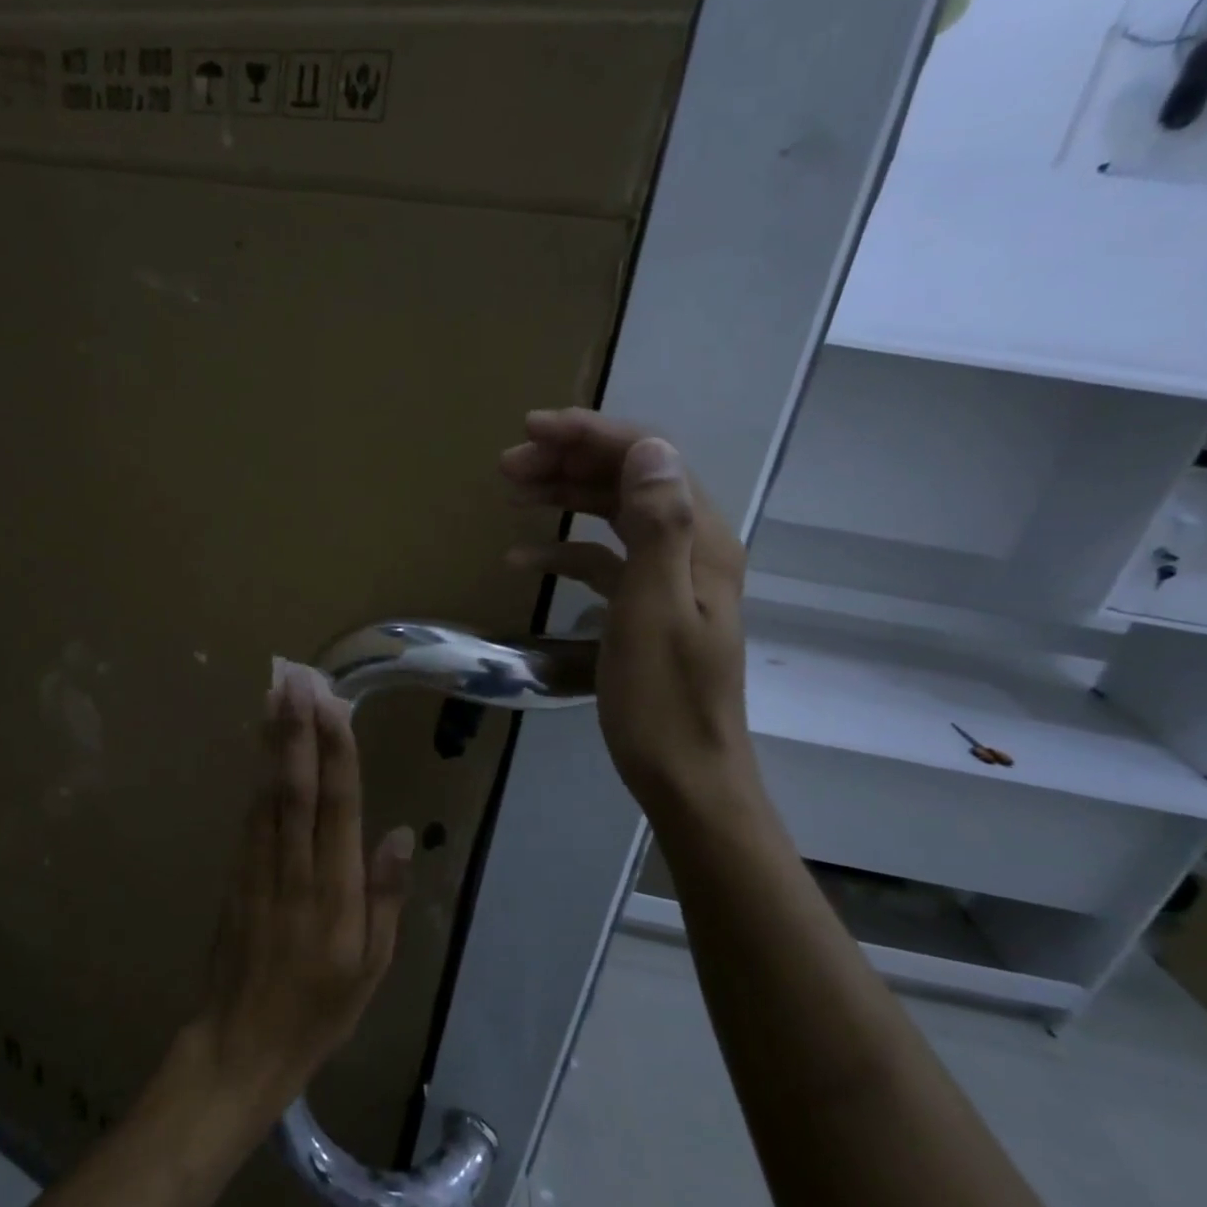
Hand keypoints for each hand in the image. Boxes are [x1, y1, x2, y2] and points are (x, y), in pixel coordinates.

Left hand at [185, 667, 414, 1111]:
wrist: (238, 1048)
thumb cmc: (319, 1011)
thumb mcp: (373, 968)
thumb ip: (385, 896)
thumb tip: (400, 833)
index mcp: (335, 894)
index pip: (337, 808)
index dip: (336, 753)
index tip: (333, 706)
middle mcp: (295, 871)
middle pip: (296, 789)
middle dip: (297, 731)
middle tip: (295, 680)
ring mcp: (257, 872)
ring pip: (267, 795)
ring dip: (273, 743)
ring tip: (276, 696)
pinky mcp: (234, 877)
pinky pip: (249, 817)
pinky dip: (256, 776)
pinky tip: (261, 749)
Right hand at [501, 408, 755, 817]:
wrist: (685, 777)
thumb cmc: (663, 700)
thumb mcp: (654, 610)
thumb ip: (658, 526)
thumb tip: (648, 447)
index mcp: (700, 542)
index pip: (649, 458)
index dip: (592, 434)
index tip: (532, 429)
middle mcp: (691, 548)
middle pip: (629, 480)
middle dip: (568, 461)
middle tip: (506, 465)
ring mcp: (669, 578)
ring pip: (614, 515)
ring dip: (564, 496)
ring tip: (510, 490)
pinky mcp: (646, 607)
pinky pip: (604, 560)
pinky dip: (566, 550)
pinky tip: (523, 557)